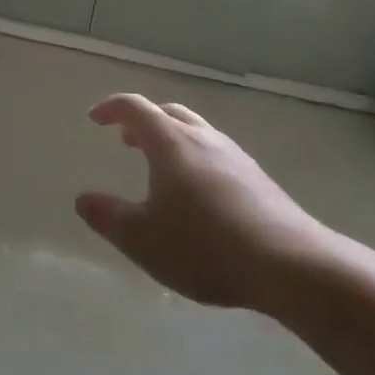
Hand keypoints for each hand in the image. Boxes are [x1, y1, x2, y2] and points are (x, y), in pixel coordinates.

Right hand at [76, 94, 336, 310]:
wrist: (291, 265)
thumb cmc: (204, 245)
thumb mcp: (142, 239)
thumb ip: (107, 217)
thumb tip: (83, 200)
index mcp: (170, 143)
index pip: (135, 108)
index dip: (111, 108)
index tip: (95, 119)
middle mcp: (203, 139)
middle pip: (169, 113)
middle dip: (144, 121)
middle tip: (126, 139)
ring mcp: (236, 157)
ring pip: (197, 132)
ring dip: (172, 140)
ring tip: (160, 167)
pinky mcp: (259, 180)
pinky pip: (218, 155)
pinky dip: (196, 159)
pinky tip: (199, 195)